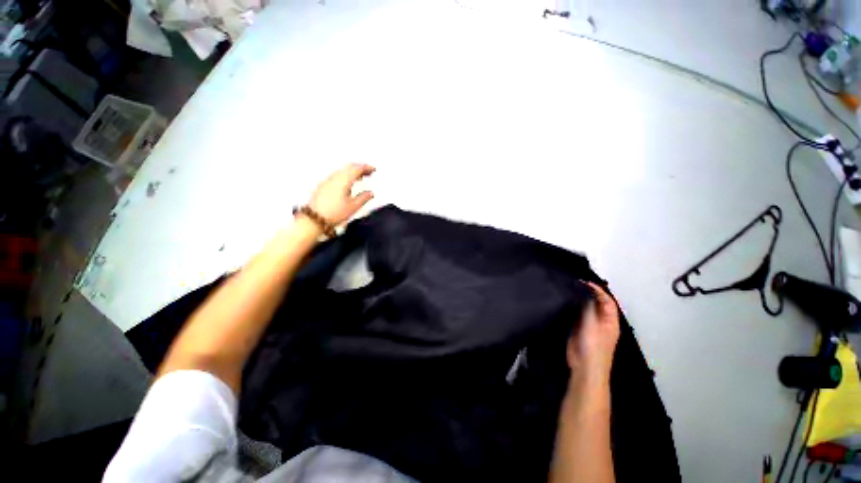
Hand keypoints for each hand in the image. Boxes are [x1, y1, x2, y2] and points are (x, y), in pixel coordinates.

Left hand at [309, 163, 375, 224]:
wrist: (314, 218)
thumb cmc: (334, 213)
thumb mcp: (353, 207)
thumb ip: (363, 198)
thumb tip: (370, 193)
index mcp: (344, 180)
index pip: (356, 169)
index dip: (366, 167)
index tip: (373, 169)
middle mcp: (335, 177)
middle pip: (349, 167)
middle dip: (360, 168)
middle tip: (369, 172)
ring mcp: (328, 181)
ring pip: (342, 171)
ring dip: (352, 172)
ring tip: (360, 178)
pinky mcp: (323, 186)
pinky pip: (337, 176)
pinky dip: (346, 176)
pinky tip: (348, 184)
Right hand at [567, 282, 620, 384]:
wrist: (584, 367)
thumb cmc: (593, 347)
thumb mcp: (592, 324)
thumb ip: (588, 307)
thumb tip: (585, 291)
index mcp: (610, 320)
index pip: (607, 300)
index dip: (598, 290)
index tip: (583, 282)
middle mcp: (601, 321)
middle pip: (596, 303)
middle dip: (588, 293)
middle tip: (574, 283)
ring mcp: (589, 325)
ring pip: (585, 308)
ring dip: (579, 300)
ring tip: (568, 289)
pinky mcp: (578, 329)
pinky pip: (576, 315)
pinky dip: (571, 308)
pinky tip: (563, 302)